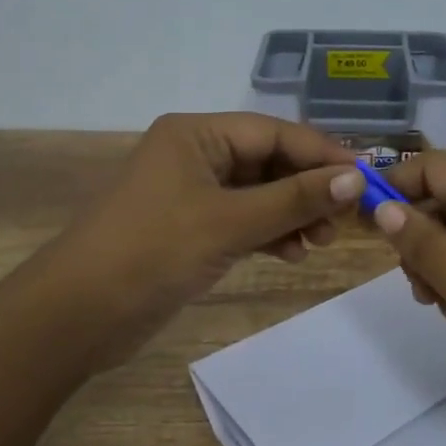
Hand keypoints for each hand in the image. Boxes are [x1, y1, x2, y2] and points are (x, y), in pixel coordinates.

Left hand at [45, 112, 365, 364]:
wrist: (79, 314)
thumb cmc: (153, 251)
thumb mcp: (229, 222)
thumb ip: (293, 200)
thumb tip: (355, 179)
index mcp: (195, 134)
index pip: (272, 132)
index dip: (321, 154)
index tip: (366, 178)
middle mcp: (194, 155)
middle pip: (267, 162)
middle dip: (307, 189)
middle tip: (343, 221)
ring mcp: (190, 193)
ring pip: (257, 194)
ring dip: (291, 214)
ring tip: (320, 243)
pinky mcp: (189, 229)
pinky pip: (242, 220)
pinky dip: (268, 234)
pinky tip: (292, 254)